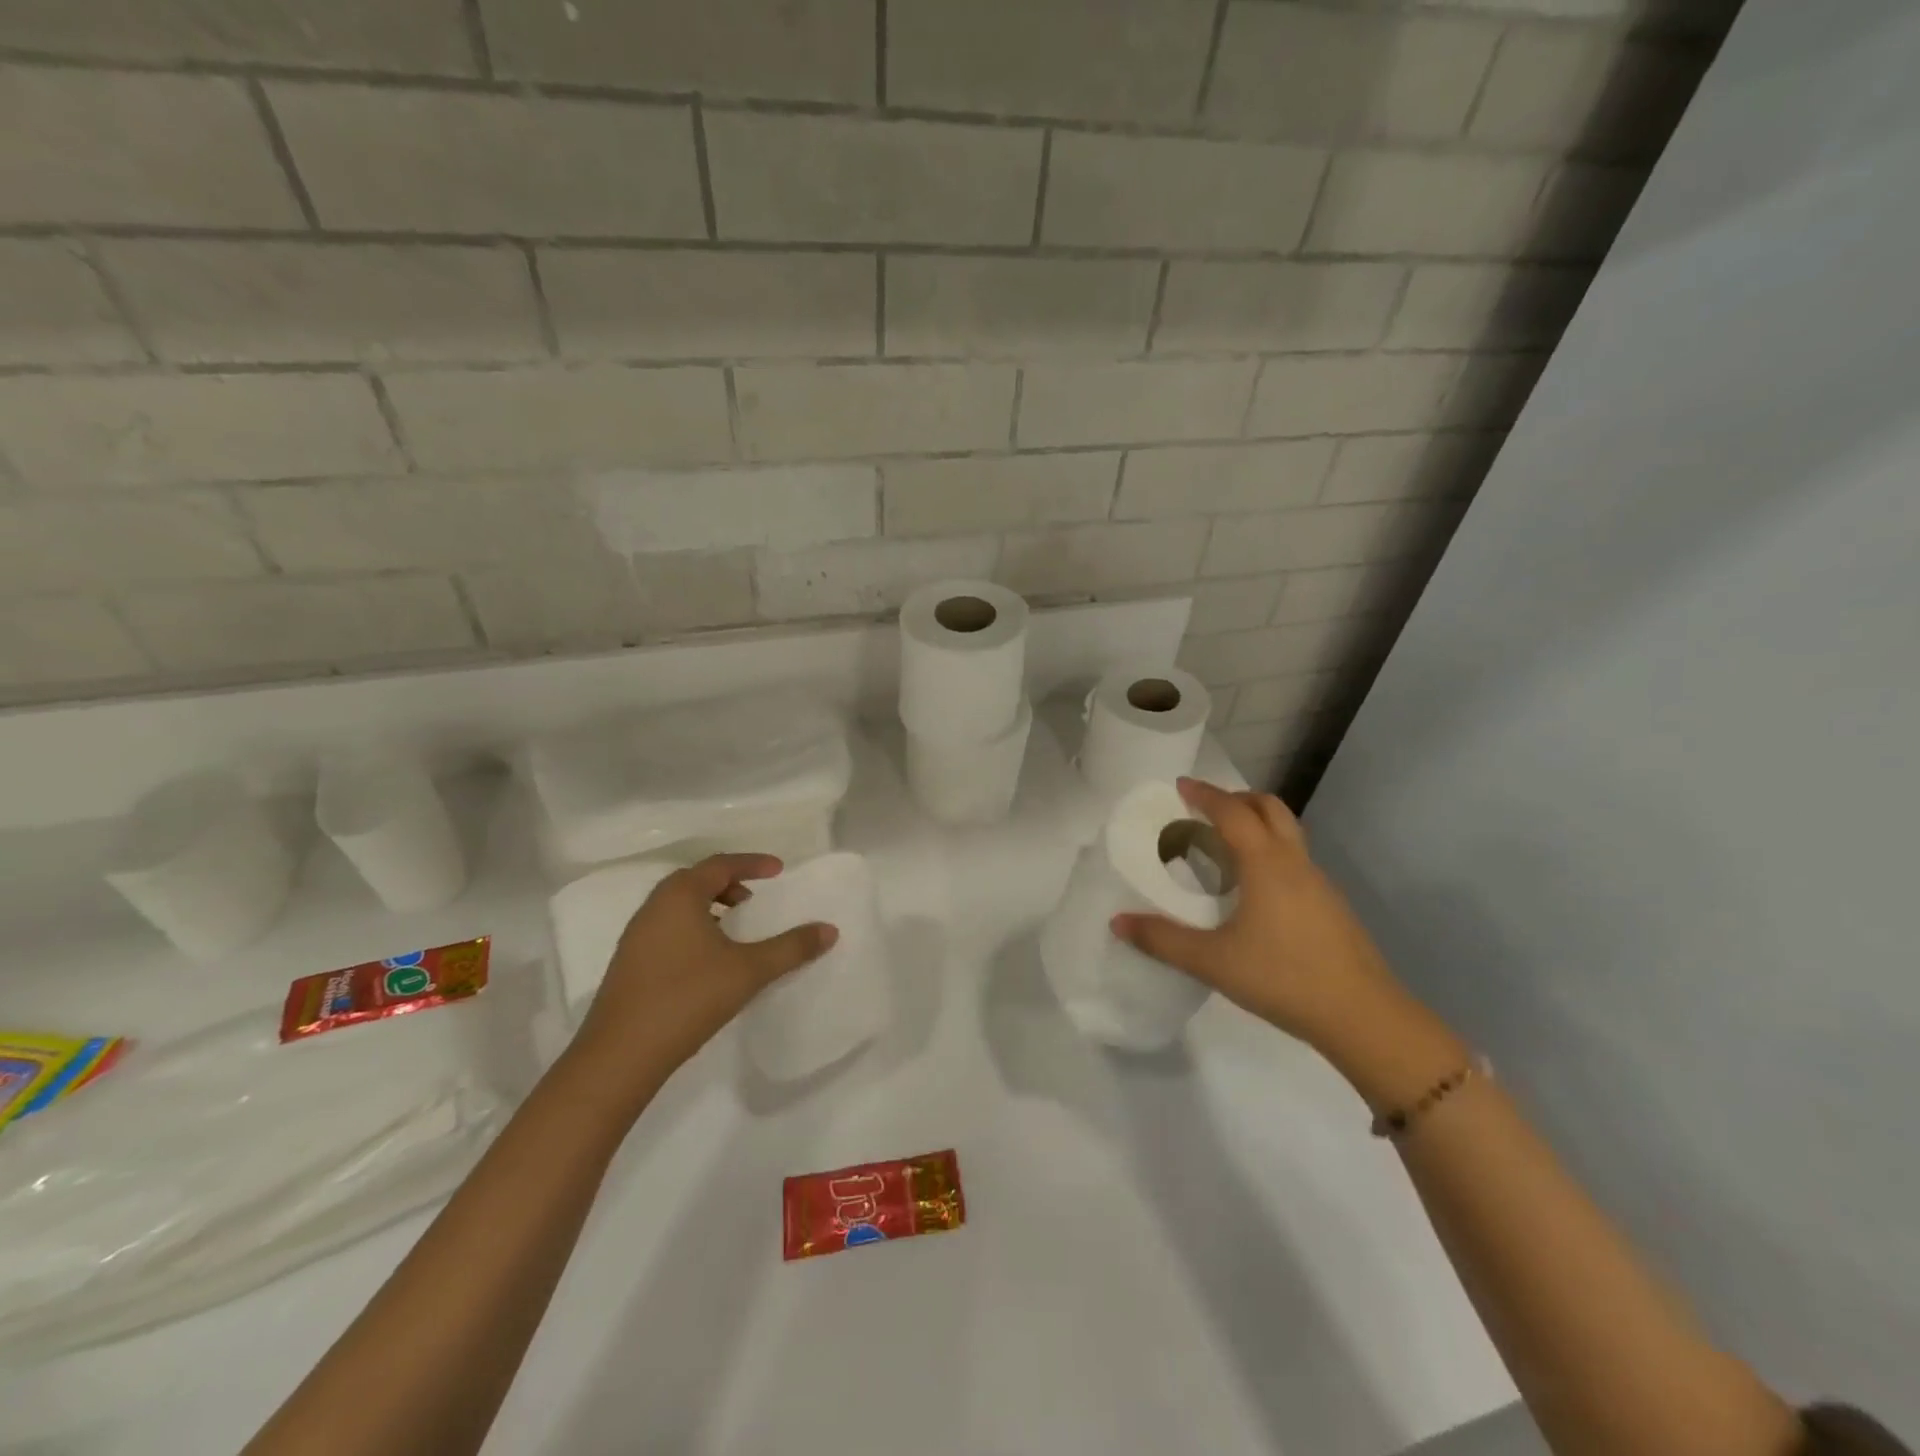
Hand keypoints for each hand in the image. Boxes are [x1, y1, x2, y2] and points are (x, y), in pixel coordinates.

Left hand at [573, 854, 836, 1095]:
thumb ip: (791, 948)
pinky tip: (709, 959)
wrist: (620, 1055)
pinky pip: (667, 927)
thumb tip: (829, 930)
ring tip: (735, 928)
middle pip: (695, 880)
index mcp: (680, 896)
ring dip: (709, 906)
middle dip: (728, 883)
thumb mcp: (749, 971)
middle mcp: (654, 907)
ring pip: (678, 905)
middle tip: (755, 899)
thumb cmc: (688, 998)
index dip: (752, 863)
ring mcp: (636, 936)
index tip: (779, 870)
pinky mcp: (629, 963)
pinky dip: (693, 927)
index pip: (720, 864)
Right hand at [1111, 777, 1399, 1052]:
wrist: (1363, 1017)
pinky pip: (1296, 861)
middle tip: (1206, 809)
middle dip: (1237, 799)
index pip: (1233, 813)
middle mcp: (1295, 863)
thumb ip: (1163, 940)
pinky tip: (1255, 891)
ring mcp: (1320, 884)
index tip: (1181, 786)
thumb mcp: (1213, 962)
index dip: (1205, 795)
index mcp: (1266, 864)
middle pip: (1270, 808)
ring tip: (1225, 847)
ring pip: (1288, 834)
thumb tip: (1118, 922)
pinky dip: (1271, 854)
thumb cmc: (1283, 978)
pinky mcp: (1332, 907)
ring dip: (1257, 825)